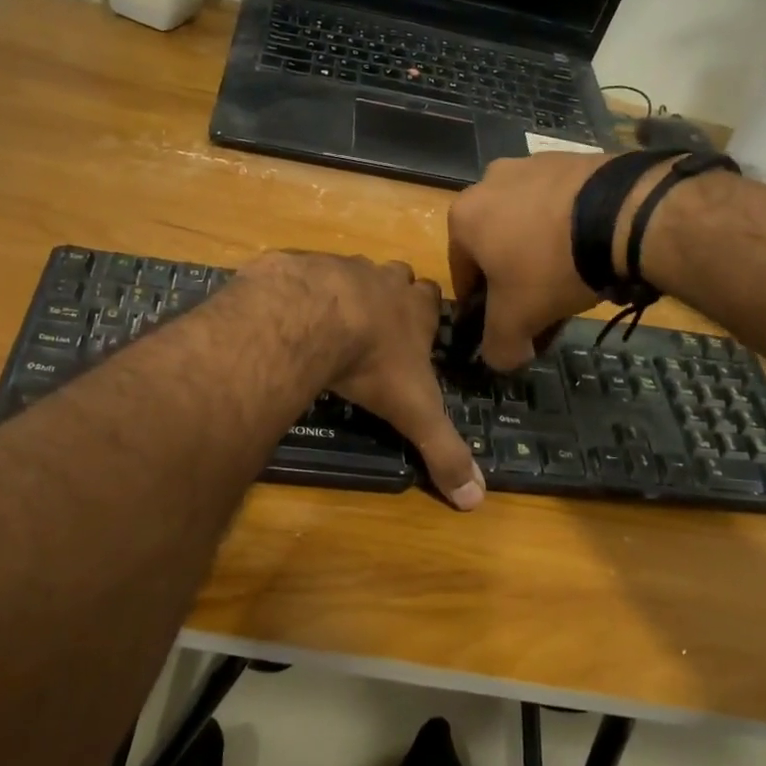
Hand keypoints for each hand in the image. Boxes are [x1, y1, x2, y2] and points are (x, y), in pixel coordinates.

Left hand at [237, 252, 484, 510]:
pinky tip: (288, 318)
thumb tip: (477, 501)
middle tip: (373, 327)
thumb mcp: (415, 412)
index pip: (431, 296)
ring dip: (343, 292)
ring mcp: (339, 266)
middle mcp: (381, 279)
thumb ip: (444, 451)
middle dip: (388, 295)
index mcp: (414, 307)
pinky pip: (303, 273)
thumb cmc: (374, 362)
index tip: (415, 331)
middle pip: (394, 277)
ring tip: (327, 325)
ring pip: (349, 272)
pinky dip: (300, 292)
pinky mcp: (299, 265)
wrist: (312, 318)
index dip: (425, 311)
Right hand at [447, 152, 616, 370]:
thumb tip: (500, 359)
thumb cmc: (551, 266)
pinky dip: (570, 231)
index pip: (462, 274)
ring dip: (542, 255)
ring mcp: (534, 165)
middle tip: (543, 308)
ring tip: (574, 283)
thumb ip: (498, 346)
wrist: (623, 213)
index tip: (505, 325)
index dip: (481, 307)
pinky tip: (593, 253)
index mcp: (464, 217)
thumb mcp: (517, 319)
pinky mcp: (574, 160)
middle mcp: (490, 182)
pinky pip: (562, 205)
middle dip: (516, 280)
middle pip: (497, 247)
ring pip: (529, 225)